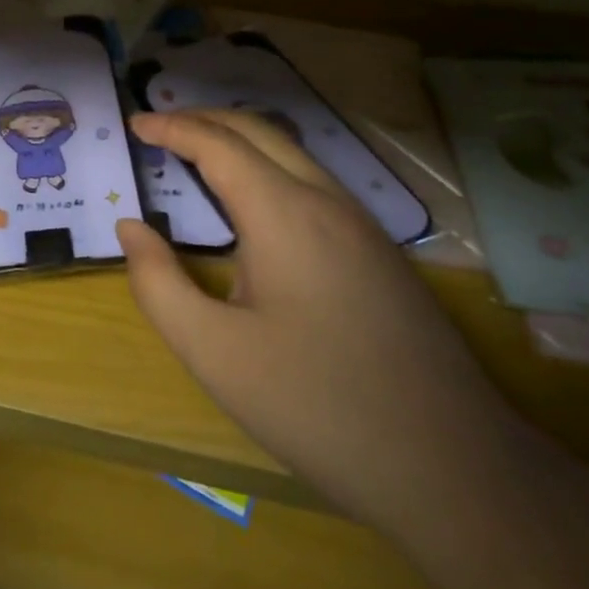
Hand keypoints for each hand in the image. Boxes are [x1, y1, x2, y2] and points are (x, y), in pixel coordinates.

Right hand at [117, 109, 522, 534]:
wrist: (456, 470)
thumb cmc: (317, 405)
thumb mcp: (213, 352)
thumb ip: (158, 283)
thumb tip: (131, 229)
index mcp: (283, 213)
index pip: (217, 143)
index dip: (172, 127)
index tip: (135, 124)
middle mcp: (326, 201)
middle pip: (259, 131)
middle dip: (204, 119)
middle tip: (160, 127)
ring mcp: (363, 226)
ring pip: (293, 154)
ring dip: (239, 141)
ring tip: (198, 155)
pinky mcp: (381, 255)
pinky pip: (315, 184)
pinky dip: (269, 169)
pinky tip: (256, 207)